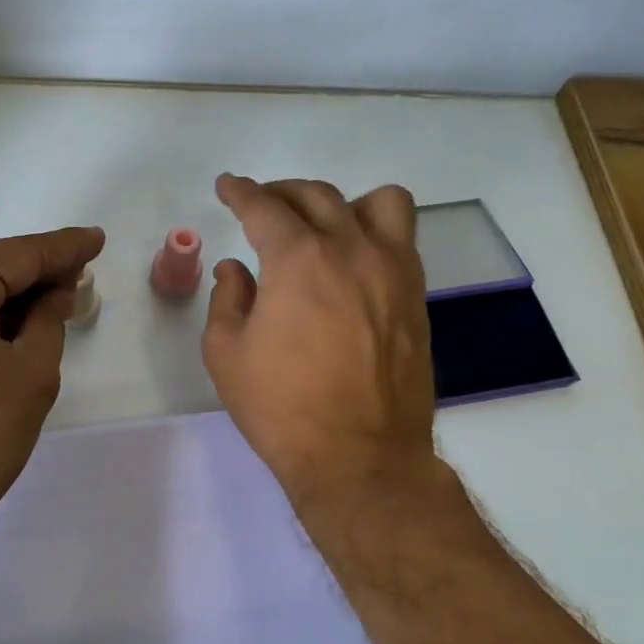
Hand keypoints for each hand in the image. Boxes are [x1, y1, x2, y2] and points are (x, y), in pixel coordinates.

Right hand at [201, 174, 438, 507]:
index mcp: (299, 260)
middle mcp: (352, 250)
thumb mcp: (227, 355)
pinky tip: (353, 261)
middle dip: (282, 193)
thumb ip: (227, 300)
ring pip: (378, 202)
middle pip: (317, 195)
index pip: (265, 207)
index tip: (228, 187)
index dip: (240, 192)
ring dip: (342, 203)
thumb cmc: (282, 408)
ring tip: (322, 227)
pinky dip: (374, 233)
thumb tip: (236, 270)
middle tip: (262, 206)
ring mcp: (394, 271)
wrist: (359, 457)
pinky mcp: (417, 297)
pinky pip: (402, 239)